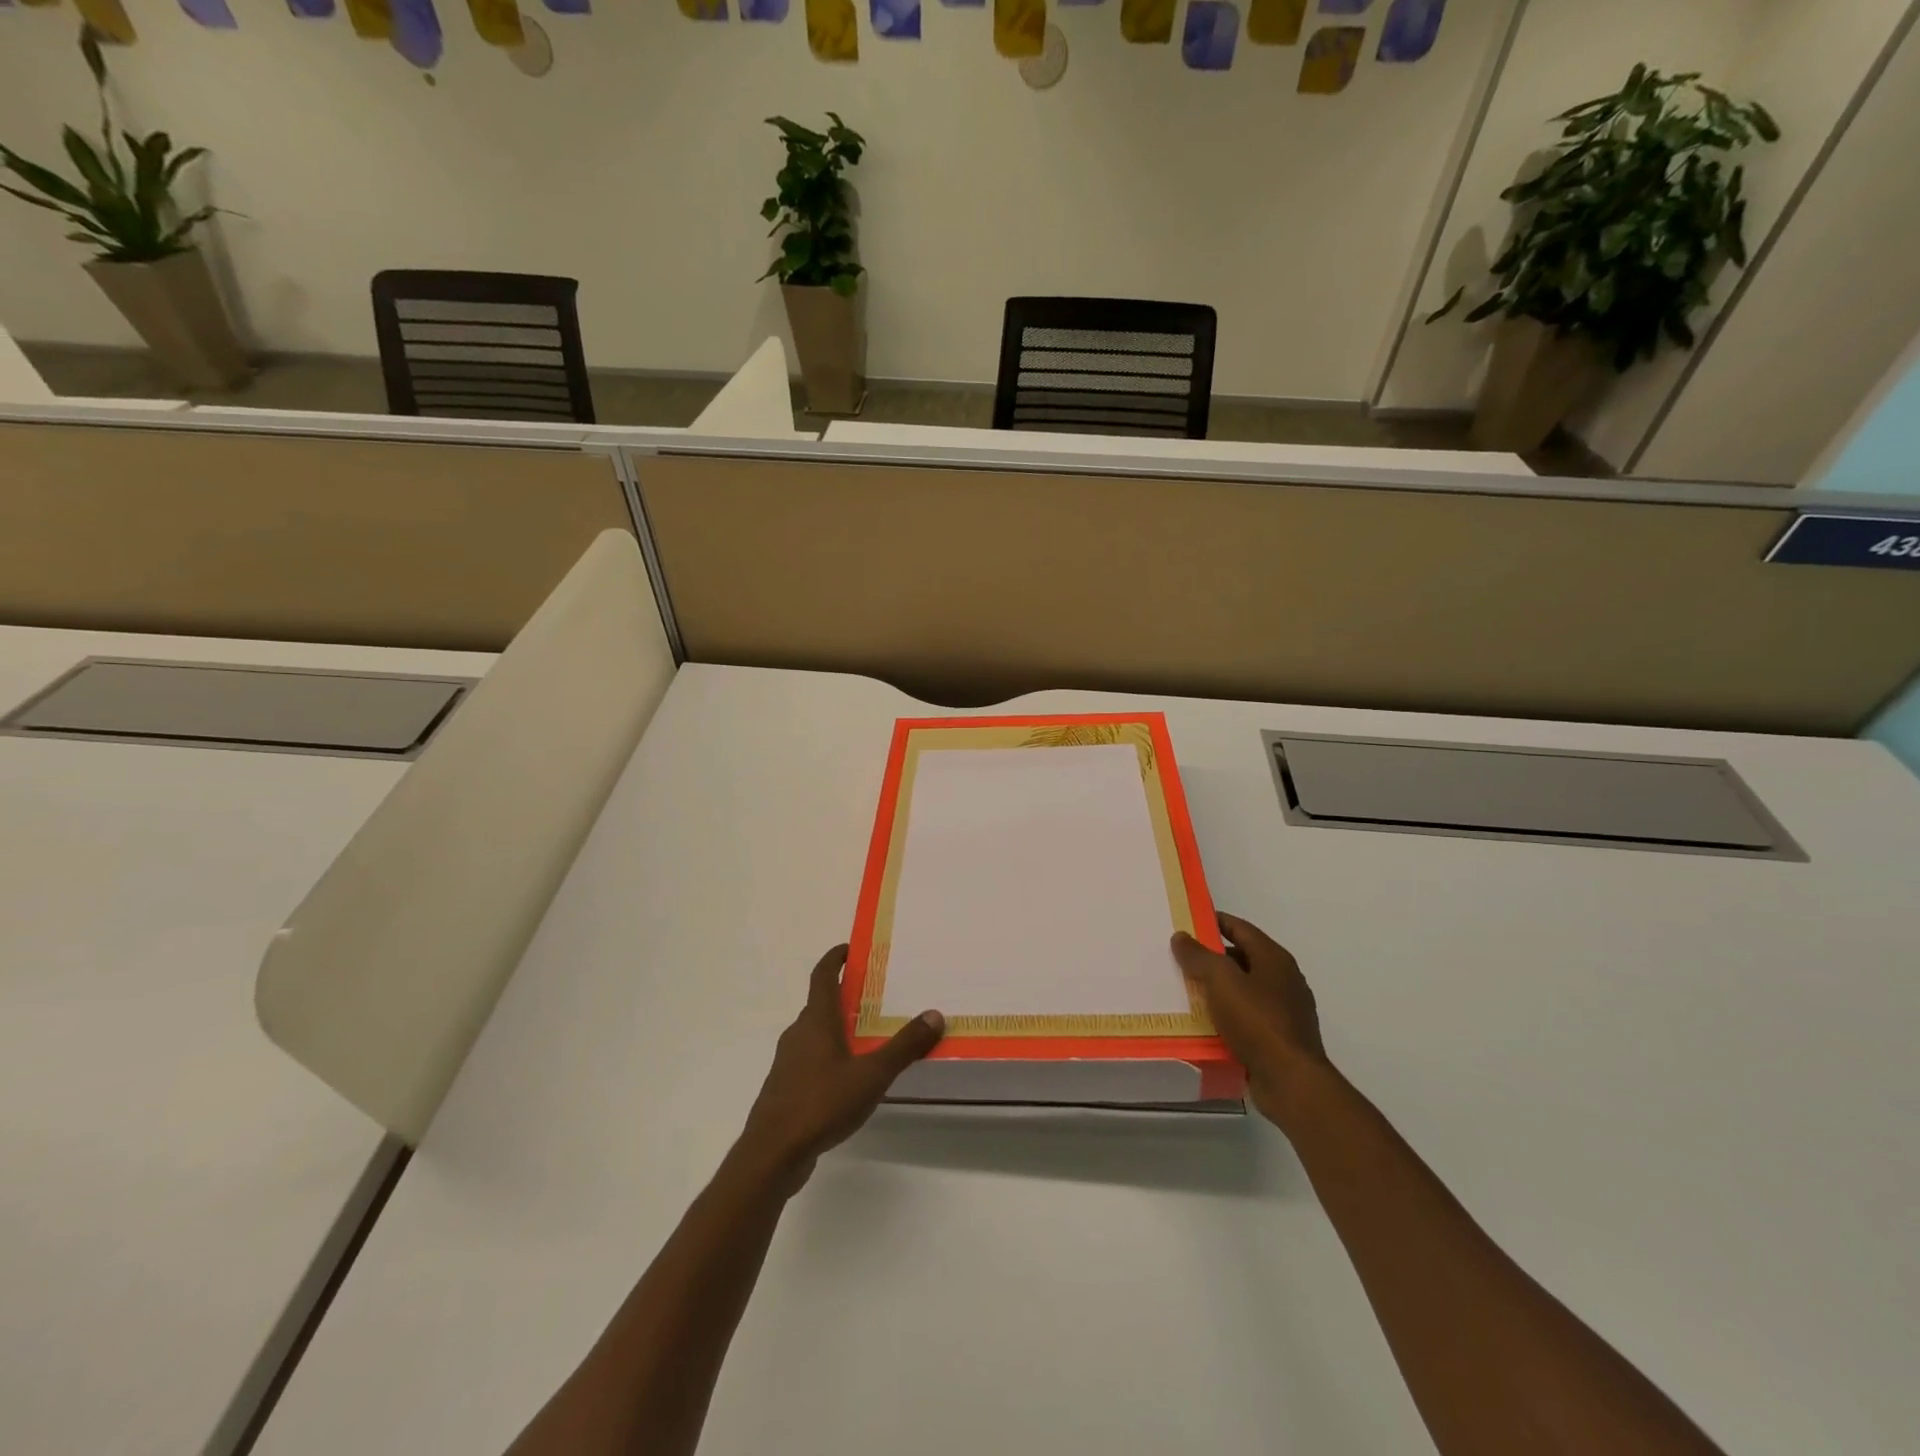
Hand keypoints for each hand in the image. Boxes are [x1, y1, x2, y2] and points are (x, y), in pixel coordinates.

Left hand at [738, 945, 943, 1185]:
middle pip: (821, 1003)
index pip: (822, 975)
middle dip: (845, 995)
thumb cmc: (821, 1103)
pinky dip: (830, 1055)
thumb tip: (934, 1014)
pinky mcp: (786, 1088)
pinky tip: (850, 1076)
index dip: (835, 958)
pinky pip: (811, 1059)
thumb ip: (904, 1046)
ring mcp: (789, 1062)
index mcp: (816, 1020)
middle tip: (875, 994)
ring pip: (815, 1033)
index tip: (851, 948)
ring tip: (868, 1035)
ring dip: (838, 1027)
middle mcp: (799, 1033)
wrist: (772, 1153)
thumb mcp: (872, 1074)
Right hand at [1172, 912, 1328, 1126]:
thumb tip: (1181, 937)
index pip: (1241, 928)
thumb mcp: (1220, 981)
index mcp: (1274, 959)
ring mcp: (1285, 1011)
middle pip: (1243, 958)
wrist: (1291, 1081)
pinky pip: (1247, 1018)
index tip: (1189, 921)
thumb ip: (1199, 956)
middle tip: (1181, 958)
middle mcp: (1284, 980)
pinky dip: (1227, 1015)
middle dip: (1213, 957)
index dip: (1215, 921)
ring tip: (1187, 990)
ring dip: (1218, 989)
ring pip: (1244, 990)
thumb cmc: (1257, 1021)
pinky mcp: (1280, 1038)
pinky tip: (1206, 1023)